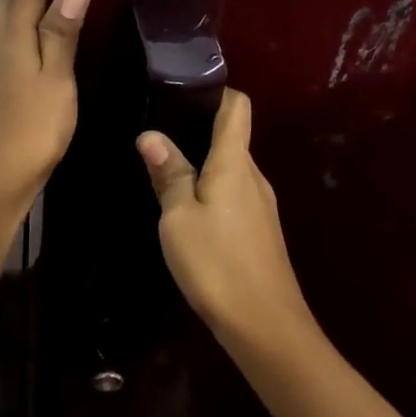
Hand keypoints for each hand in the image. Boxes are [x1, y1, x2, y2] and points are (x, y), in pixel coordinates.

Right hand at [137, 90, 318, 353]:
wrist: (264, 324)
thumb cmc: (216, 263)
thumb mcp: (178, 217)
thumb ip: (168, 173)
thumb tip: (150, 135)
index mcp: (234, 163)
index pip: (238, 107)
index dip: (217, 92)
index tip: (184, 92)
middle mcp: (254, 176)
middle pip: (233, 138)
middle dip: (200, 130)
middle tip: (159, 134)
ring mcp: (262, 205)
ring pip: (232, 170)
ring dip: (204, 165)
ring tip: (167, 171)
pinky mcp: (261, 231)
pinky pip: (235, 196)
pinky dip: (213, 192)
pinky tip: (189, 211)